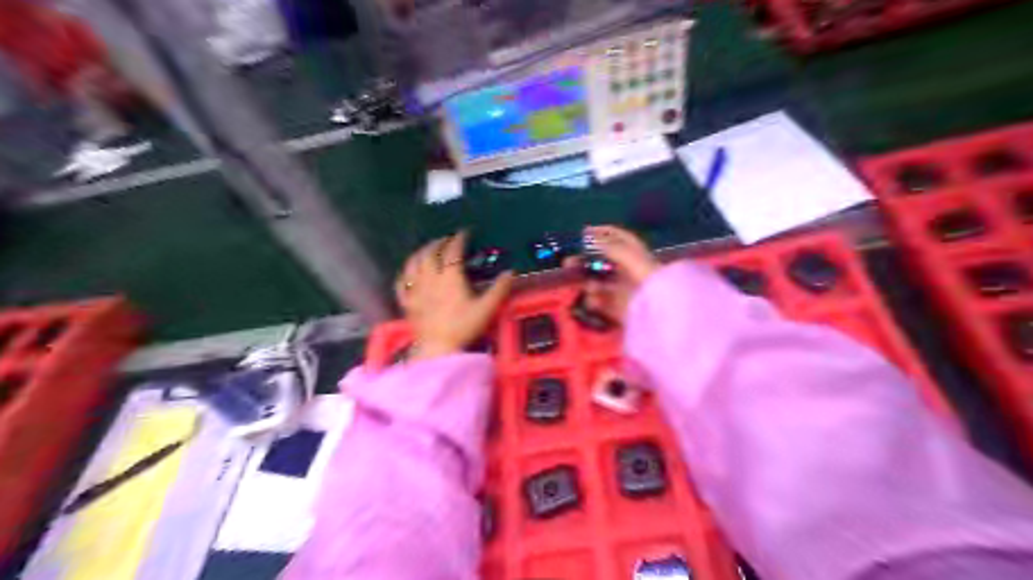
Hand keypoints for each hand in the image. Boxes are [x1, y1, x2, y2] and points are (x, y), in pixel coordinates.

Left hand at [394, 229, 513, 358]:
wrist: (437, 349)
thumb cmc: (463, 327)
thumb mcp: (486, 309)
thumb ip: (499, 289)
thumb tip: (511, 272)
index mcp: (450, 278)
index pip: (453, 252)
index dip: (458, 239)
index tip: (464, 233)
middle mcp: (431, 279)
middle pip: (431, 253)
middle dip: (439, 243)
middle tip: (446, 239)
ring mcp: (416, 290)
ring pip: (413, 264)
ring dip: (420, 252)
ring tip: (427, 249)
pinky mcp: (407, 303)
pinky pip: (401, 283)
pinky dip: (405, 273)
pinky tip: (408, 272)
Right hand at [577, 225, 656, 324]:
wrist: (663, 312)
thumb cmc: (650, 278)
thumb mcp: (631, 257)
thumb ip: (610, 246)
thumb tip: (589, 236)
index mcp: (638, 255)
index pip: (620, 239)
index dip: (603, 232)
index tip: (583, 232)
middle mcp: (631, 271)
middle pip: (604, 262)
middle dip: (586, 262)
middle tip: (568, 263)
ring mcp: (626, 291)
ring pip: (600, 284)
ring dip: (588, 283)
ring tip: (580, 285)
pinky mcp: (621, 310)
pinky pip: (602, 304)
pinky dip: (594, 302)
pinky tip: (591, 301)